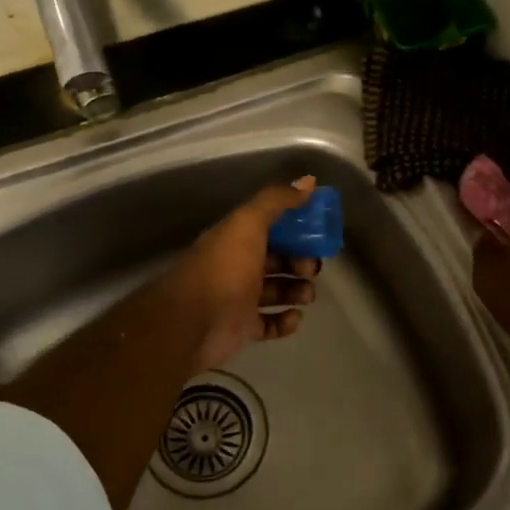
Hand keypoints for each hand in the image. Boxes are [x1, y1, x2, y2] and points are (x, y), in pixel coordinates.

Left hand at [164, 175, 322, 372]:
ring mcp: (239, 298)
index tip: (317, 233)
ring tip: (307, 295)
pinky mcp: (242, 328)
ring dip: (297, 291)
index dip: (295, 229)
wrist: (192, 322)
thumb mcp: (248, 224)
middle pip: (276, 260)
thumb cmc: (223, 269)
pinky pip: (269, 323)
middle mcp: (237, 265)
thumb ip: (276, 201)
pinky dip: (285, 321)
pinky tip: (295, 317)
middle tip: (313, 269)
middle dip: (300, 262)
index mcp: (236, 238)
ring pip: (276, 291)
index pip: (270, 228)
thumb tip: (308, 181)